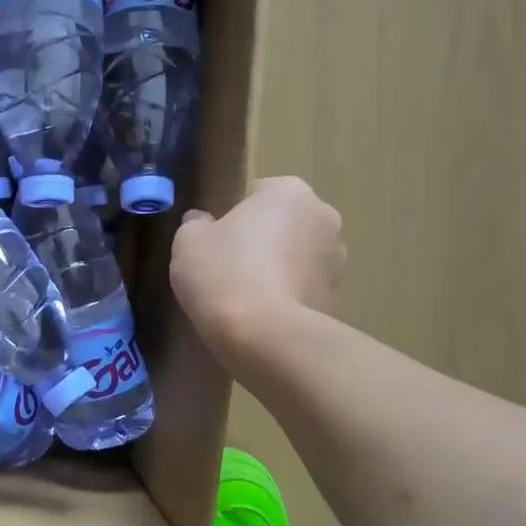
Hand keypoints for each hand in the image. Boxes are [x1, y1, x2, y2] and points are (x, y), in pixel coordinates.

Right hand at [170, 177, 345, 355]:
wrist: (264, 335)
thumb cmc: (224, 273)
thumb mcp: (188, 240)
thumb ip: (196, 223)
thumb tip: (203, 222)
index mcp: (288, 191)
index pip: (254, 194)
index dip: (230, 217)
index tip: (213, 242)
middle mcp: (323, 215)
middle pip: (281, 223)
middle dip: (260, 240)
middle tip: (227, 268)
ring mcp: (336, 258)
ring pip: (295, 256)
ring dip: (276, 268)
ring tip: (244, 297)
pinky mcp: (337, 296)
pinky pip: (303, 287)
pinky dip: (286, 295)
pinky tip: (260, 316)